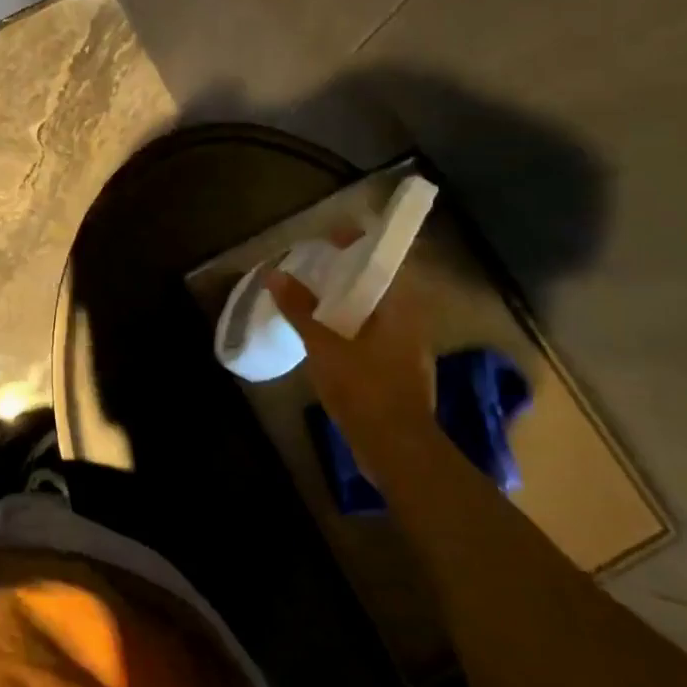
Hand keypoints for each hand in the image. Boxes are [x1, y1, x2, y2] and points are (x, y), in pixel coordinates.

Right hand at [265, 229, 438, 465]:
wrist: (397, 450)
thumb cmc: (365, 388)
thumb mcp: (324, 345)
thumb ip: (300, 309)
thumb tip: (275, 274)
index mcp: (401, 308)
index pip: (388, 260)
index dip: (363, 243)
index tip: (334, 235)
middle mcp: (411, 322)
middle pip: (382, 285)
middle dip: (352, 271)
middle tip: (318, 264)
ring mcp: (407, 349)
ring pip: (377, 311)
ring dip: (351, 300)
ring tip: (315, 296)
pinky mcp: (398, 372)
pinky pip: (373, 334)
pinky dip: (351, 326)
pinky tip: (326, 334)